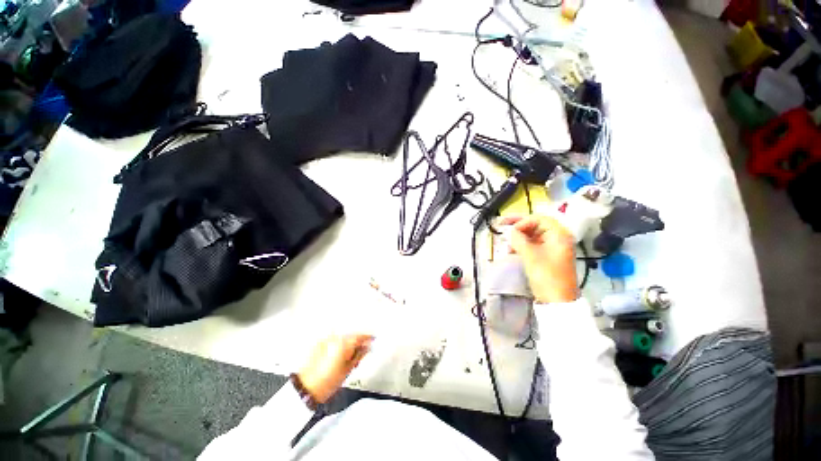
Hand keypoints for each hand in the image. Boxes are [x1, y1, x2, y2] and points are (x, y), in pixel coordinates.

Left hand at [298, 334, 373, 403]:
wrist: (305, 389)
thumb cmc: (327, 382)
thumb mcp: (348, 370)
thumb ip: (359, 355)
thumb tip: (367, 347)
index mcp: (343, 342)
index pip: (360, 336)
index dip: (368, 338)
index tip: (373, 339)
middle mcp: (334, 337)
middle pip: (351, 335)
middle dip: (357, 341)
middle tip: (362, 350)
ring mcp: (325, 339)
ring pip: (342, 337)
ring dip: (347, 343)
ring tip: (349, 355)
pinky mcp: (318, 343)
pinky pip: (333, 340)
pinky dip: (338, 344)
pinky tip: (338, 354)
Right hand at [500, 215, 578, 303]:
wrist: (557, 301)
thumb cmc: (547, 276)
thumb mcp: (531, 256)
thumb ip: (519, 240)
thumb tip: (509, 231)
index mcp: (559, 235)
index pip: (539, 219)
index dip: (523, 222)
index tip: (510, 230)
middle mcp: (557, 238)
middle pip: (535, 225)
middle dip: (518, 226)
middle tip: (501, 223)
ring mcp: (552, 248)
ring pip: (532, 235)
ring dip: (518, 237)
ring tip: (506, 243)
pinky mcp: (547, 256)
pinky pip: (532, 245)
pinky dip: (521, 245)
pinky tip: (511, 249)